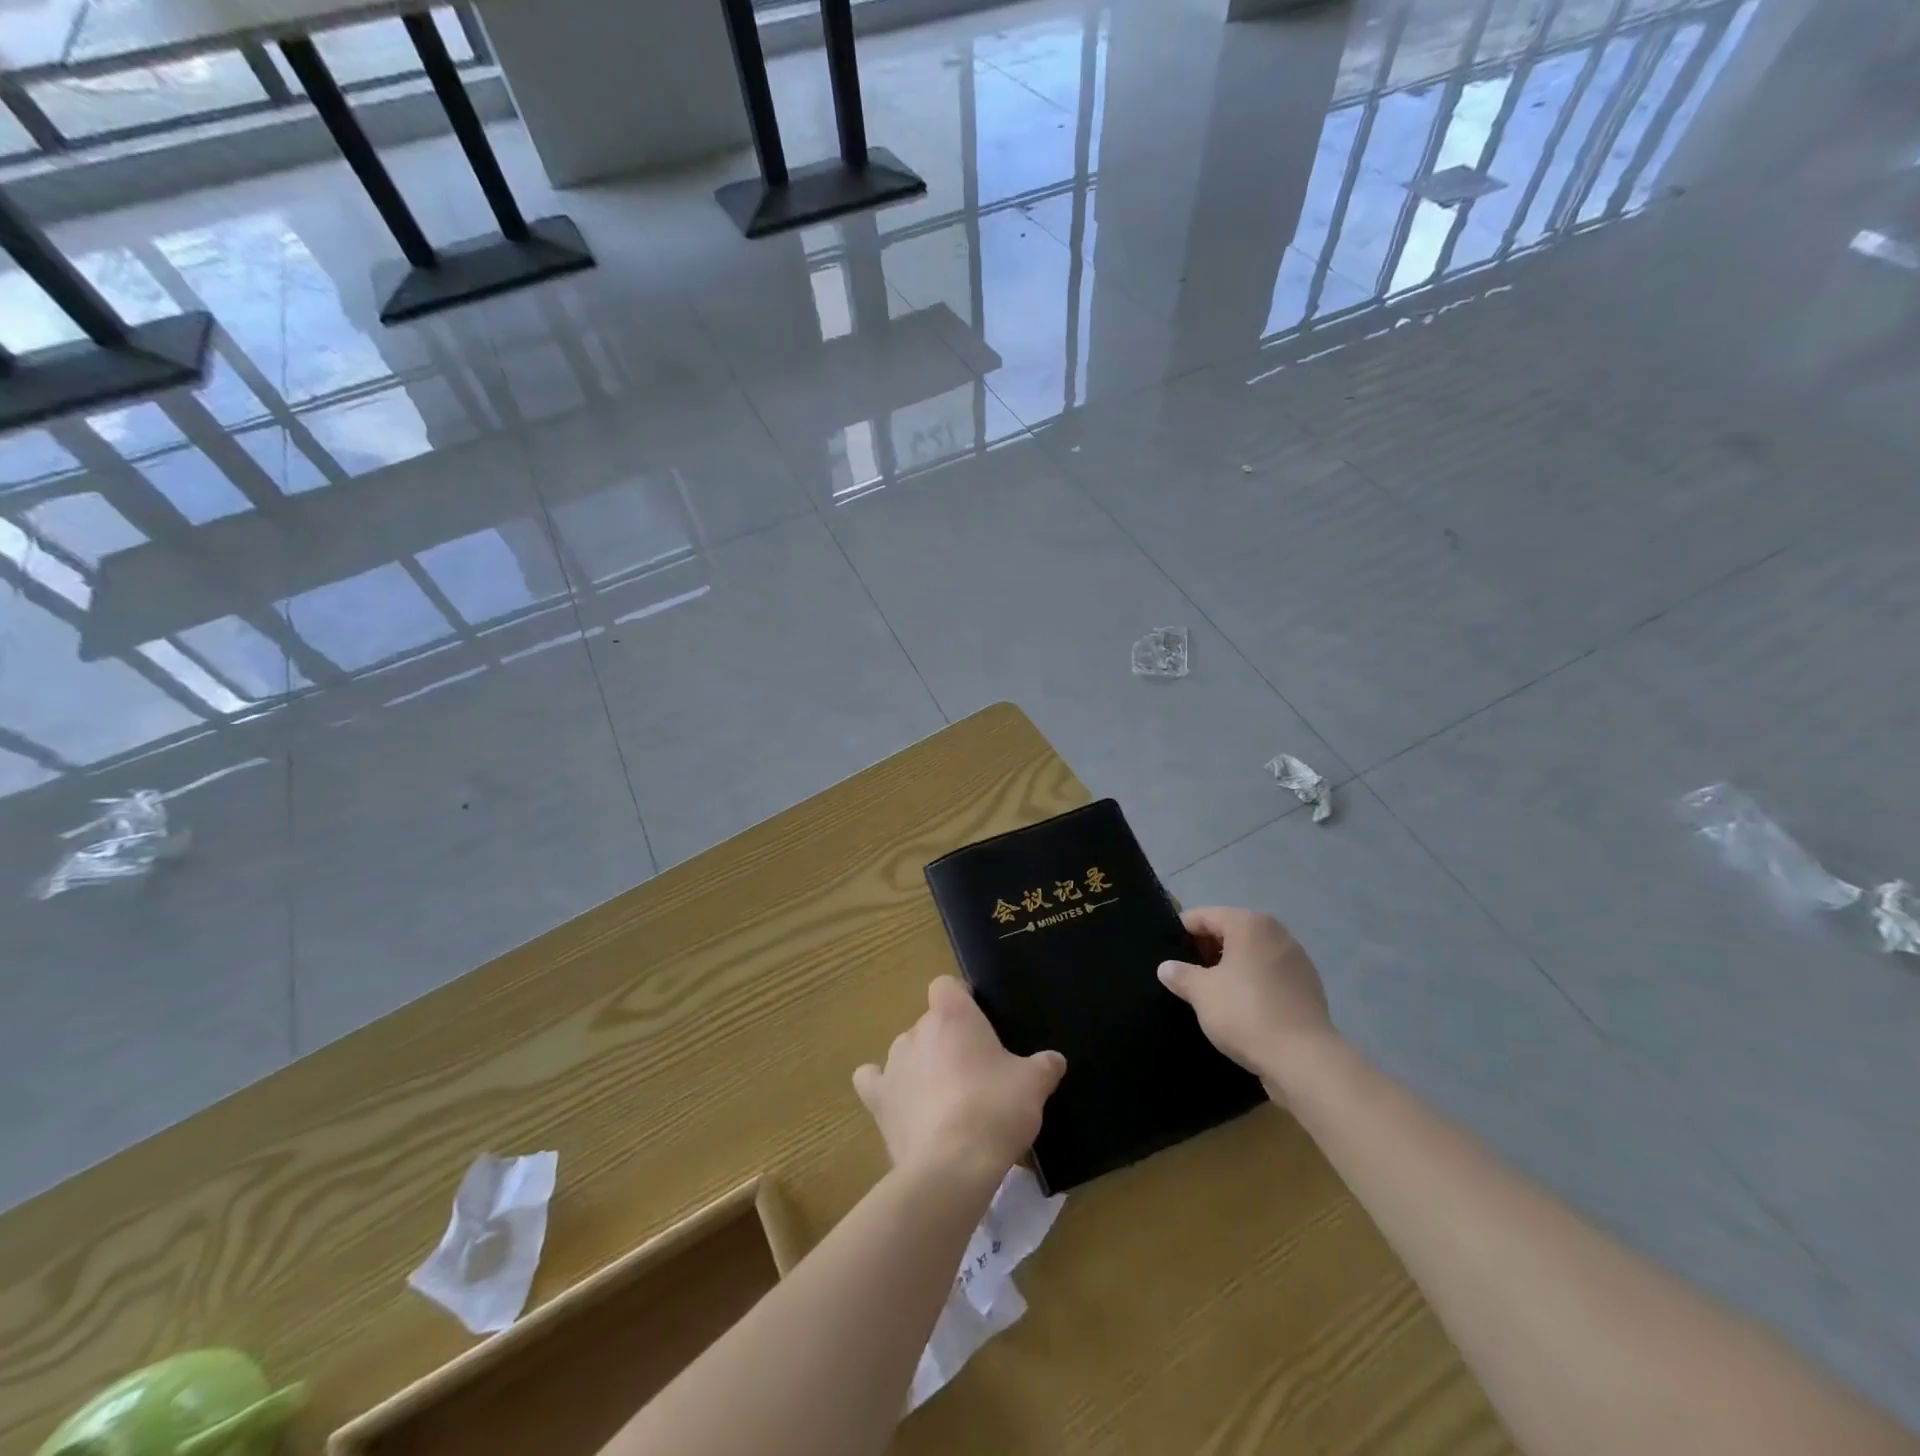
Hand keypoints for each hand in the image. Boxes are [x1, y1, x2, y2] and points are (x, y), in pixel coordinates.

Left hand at [854, 977, 1066, 1189]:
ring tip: (947, 1100)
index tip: (981, 1025)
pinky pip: (874, 1081)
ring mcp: (893, 1064)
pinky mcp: (878, 1100)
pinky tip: (901, 1103)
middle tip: (977, 1073)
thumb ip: (1044, 1066)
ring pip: (907, 1052)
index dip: (961, 1000)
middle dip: (949, 1042)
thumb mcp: (1033, 1085)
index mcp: (952, 1015)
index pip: (947, 985)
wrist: (952, 1166)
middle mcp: (916, 1030)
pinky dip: (885, 1088)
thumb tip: (1054, 1060)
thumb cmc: (996, 1109)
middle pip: (930, 1023)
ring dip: (923, 1066)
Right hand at [1157, 907, 1335, 1098]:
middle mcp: (1276, 933)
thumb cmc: (1245, 1013)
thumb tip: (1166, 967)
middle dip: (1207, 948)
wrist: (1304, 1059)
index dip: (1182, 931)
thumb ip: (1181, 975)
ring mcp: (1297, 959)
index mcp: (1249, 924)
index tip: (1167, 951)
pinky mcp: (1309, 987)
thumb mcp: (1201, 993)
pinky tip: (1241, 1006)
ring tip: (1211, 991)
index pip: (1205, 916)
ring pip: (1252, 953)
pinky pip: (1270, 974)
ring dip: (1231, 966)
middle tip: (1186, 973)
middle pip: (1231, 931)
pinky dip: (1254, 982)